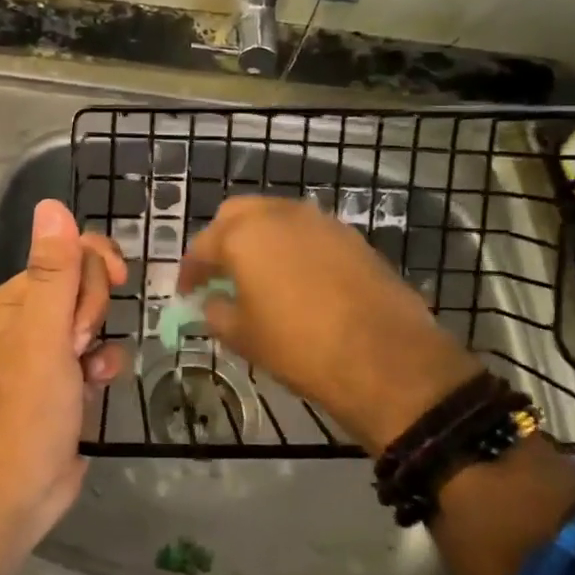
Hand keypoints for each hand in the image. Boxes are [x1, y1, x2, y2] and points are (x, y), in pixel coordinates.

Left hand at [0, 199, 127, 542]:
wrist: (18, 490)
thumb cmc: (28, 407)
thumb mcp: (43, 333)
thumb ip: (52, 271)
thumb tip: (51, 204)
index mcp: (18, 298)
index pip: (68, 252)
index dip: (94, 266)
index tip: (115, 283)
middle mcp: (31, 317)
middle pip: (85, 284)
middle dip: (93, 311)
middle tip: (78, 344)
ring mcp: (50, 350)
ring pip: (97, 319)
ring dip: (102, 340)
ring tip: (87, 370)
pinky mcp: (67, 380)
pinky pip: (99, 353)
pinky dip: (104, 365)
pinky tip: (98, 385)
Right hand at [179, 195, 480, 454]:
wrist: (386, 359)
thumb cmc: (299, 347)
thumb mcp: (244, 337)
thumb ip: (217, 312)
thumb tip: (213, 303)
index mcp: (243, 235)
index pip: (202, 246)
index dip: (190, 271)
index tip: (188, 293)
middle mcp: (279, 215)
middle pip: (238, 215)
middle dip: (223, 241)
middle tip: (220, 274)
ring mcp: (320, 222)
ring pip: (276, 218)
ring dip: (260, 240)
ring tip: (258, 276)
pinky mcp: (352, 237)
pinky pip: (308, 233)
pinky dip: (293, 248)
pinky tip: (296, 280)